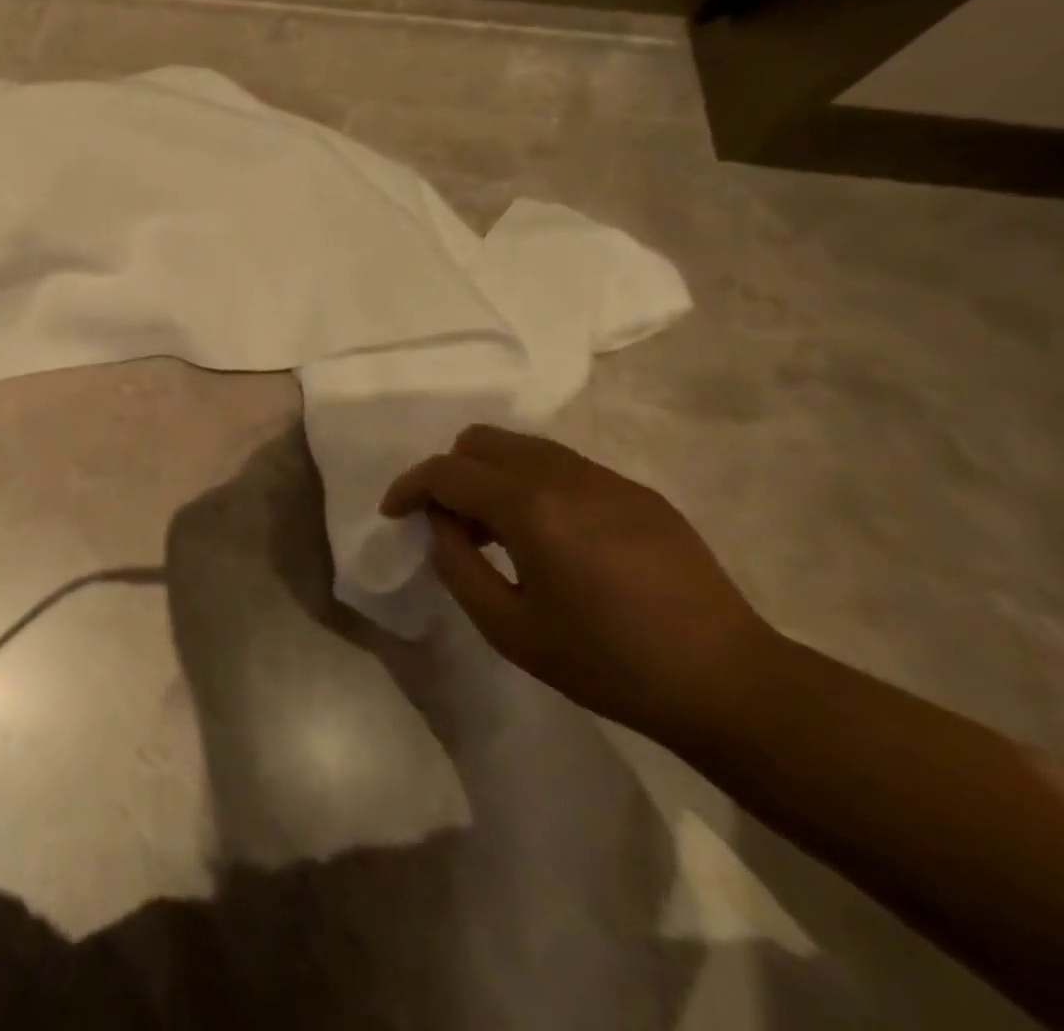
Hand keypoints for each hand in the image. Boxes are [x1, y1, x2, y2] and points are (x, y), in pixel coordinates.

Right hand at [380, 426, 777, 746]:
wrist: (729, 683)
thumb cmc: (608, 663)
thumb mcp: (509, 628)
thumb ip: (457, 565)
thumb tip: (441, 525)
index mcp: (529, 507)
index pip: (446, 472)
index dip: (409, 488)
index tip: (395, 514)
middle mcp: (564, 475)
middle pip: (481, 441)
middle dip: (450, 473)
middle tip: (452, 523)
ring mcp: (606, 479)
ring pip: (522, 447)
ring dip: (491, 476)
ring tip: (498, 532)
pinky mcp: (637, 492)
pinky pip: (562, 466)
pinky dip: (532, 485)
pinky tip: (551, 538)